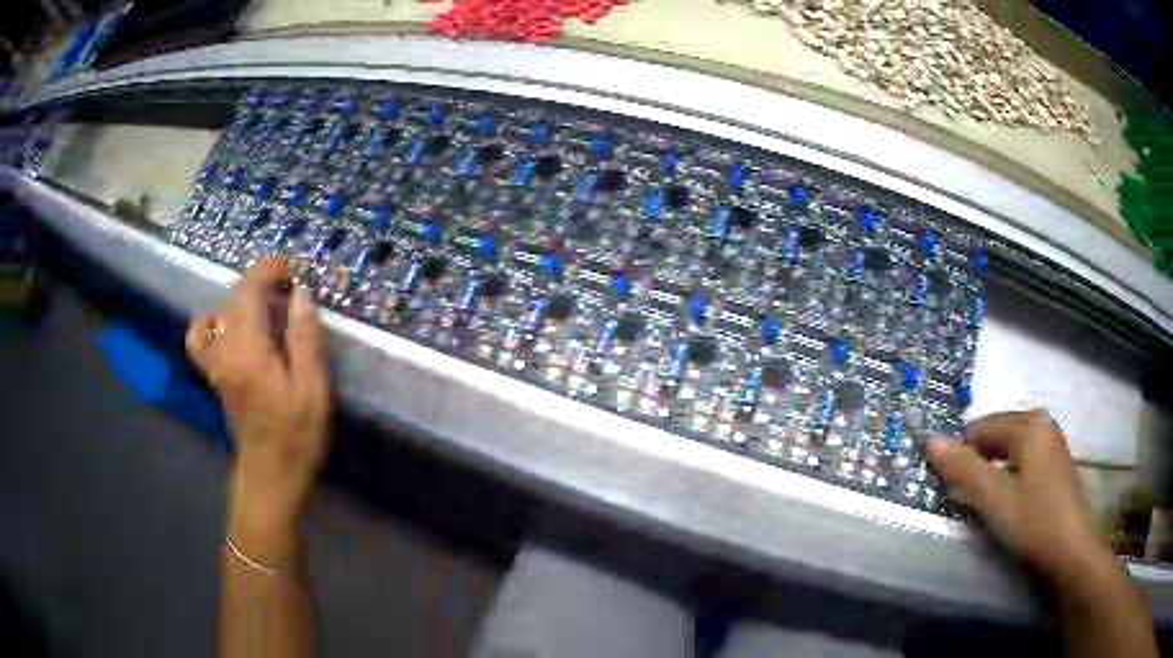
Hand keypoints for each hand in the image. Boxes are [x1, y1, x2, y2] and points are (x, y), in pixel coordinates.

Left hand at [186, 259, 330, 549]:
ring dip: (243, 299)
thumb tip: (301, 294)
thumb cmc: (296, 436)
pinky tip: (230, 330)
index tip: (296, 274)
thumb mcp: (313, 390)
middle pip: (234, 295)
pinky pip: (200, 337)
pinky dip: (212, 322)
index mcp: (249, 348)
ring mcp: (215, 362)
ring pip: (220, 310)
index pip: (249, 287)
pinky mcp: (213, 375)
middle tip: (292, 294)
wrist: (270, 477)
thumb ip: (305, 338)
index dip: (271, 269)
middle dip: (262, 281)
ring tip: (266, 311)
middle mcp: (225, 348)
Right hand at [925, 410, 1110, 585]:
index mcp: (1029, 426)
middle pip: (997, 433)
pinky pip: (1024, 457)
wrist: (1071, 553)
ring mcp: (1053, 442)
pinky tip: (1011, 500)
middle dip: (979, 461)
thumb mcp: (995, 501)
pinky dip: (1010, 473)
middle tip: (970, 499)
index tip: (953, 490)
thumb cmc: (1034, 525)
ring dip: (994, 469)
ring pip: (1010, 447)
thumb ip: (963, 470)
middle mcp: (1042, 424)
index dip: (962, 456)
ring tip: (988, 502)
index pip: (980, 428)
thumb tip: (929, 440)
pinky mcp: (1057, 462)